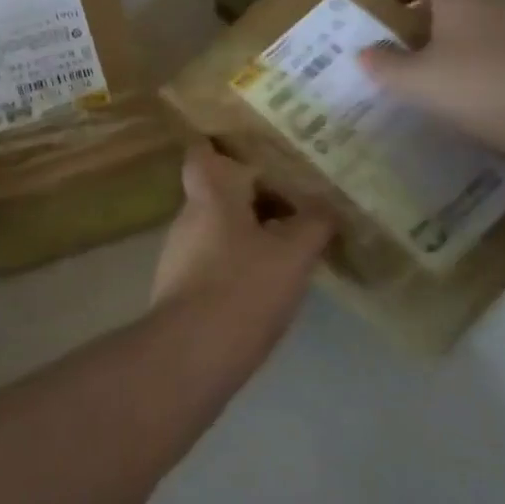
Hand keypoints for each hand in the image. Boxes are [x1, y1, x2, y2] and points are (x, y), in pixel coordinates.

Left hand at [150, 140, 333, 344]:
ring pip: (218, 229)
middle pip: (219, 193)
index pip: (202, 153)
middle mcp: (187, 219)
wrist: (190, 357)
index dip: (221, 146)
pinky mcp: (179, 290)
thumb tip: (326, 206)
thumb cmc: (242, 289)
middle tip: (295, 202)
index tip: (253, 151)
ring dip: (249, 232)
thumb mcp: (293, 254)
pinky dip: (238, 264)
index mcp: (209, 196)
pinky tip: (266, 285)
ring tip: (290, 245)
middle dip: (253, 196)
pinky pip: (213, 262)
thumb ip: (313, 224)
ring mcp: (178, 256)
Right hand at [356, 0, 504, 154]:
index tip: (392, 0)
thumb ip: (384, 65)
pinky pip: (503, 33)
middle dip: (433, 2)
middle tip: (412, 28)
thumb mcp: (414, 81)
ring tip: (442, 53)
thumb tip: (364, 53)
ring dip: (460, 23)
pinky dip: (485, 43)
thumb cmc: (471, 86)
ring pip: (482, 9)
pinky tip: (476, 73)